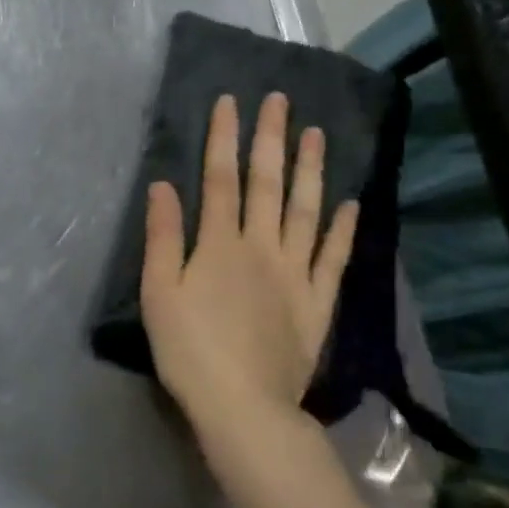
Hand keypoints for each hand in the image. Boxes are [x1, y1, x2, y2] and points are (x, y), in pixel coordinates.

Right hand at [140, 92, 357, 438]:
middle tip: (281, 101)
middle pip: (267, 184)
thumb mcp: (159, 293)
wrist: (242, 406)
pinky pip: (333, 259)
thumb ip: (162, 237)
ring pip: (305, 211)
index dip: (224, 138)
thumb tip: (163, 185)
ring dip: (311, 170)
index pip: (220, 178)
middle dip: (271, 139)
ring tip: (318, 135)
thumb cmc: (190, 349)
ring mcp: (295, 273)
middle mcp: (261, 247)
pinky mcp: (317, 302)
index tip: (231, 102)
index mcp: (219, 244)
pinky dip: (343, 230)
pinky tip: (350, 204)